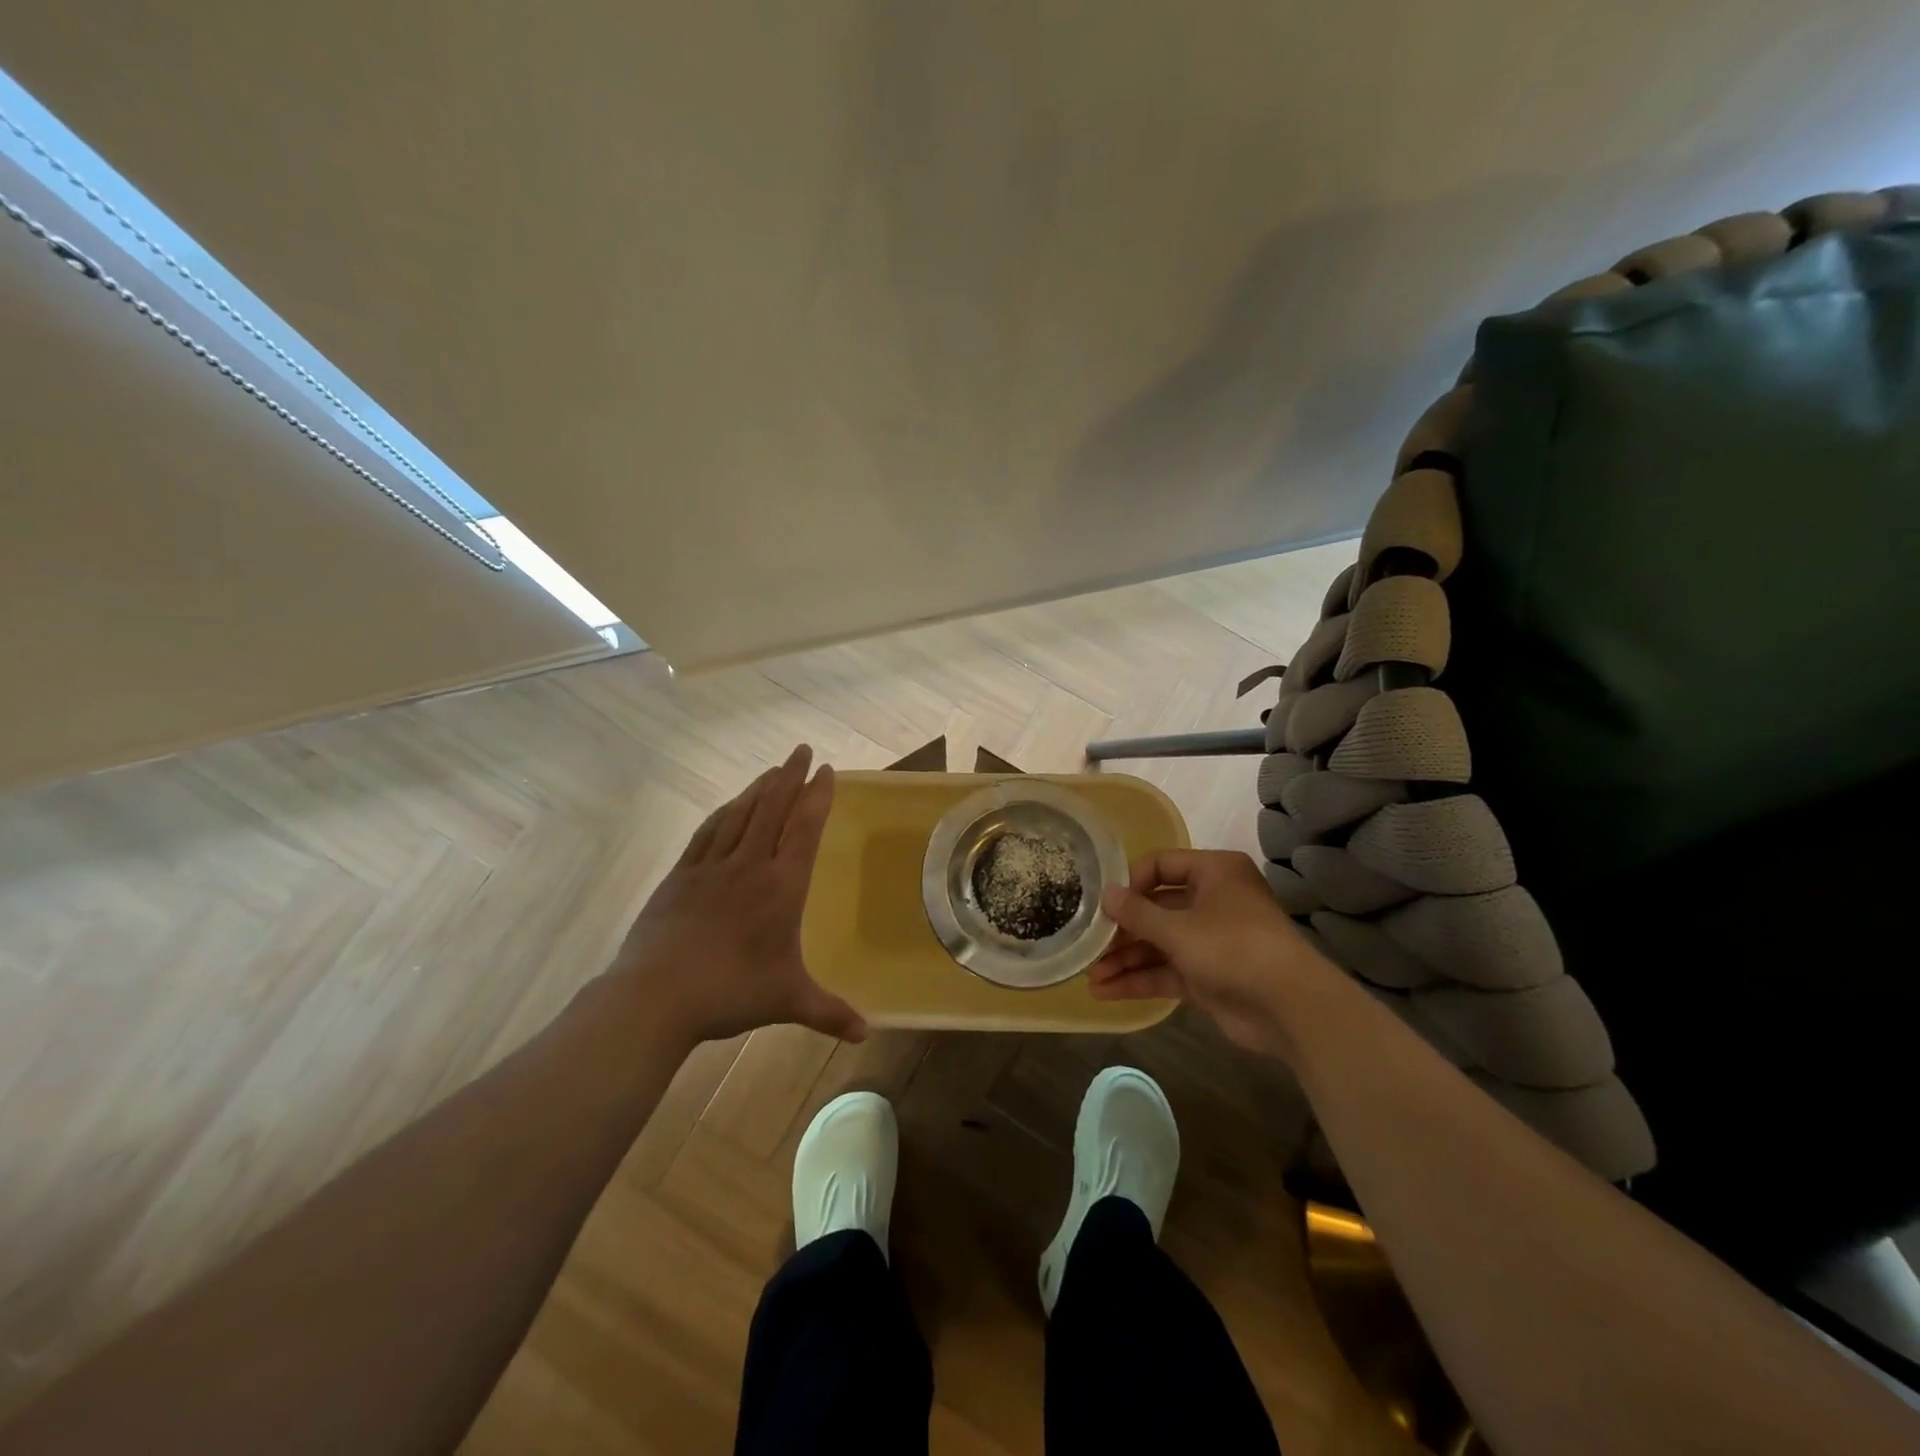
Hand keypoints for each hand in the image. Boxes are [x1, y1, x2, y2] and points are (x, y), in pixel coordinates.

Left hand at [606, 744, 864, 1047]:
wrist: (656, 996)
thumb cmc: (731, 992)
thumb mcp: (788, 1000)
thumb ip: (829, 1012)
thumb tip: (866, 1033)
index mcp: (781, 887)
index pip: (804, 829)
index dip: (817, 797)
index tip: (826, 771)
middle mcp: (749, 866)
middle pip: (772, 809)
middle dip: (790, 777)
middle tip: (801, 750)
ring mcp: (711, 867)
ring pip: (740, 814)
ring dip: (759, 788)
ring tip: (772, 769)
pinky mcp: (680, 876)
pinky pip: (707, 833)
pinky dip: (724, 813)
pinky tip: (729, 805)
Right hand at [1087, 849, 1338, 1057]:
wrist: (1290, 1009)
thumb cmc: (1233, 948)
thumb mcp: (1178, 928)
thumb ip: (1137, 913)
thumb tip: (1106, 895)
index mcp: (1215, 872)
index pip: (1162, 865)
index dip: (1131, 882)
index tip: (1103, 901)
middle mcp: (1212, 901)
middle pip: (1157, 908)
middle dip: (1122, 929)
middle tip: (1089, 943)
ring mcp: (1210, 940)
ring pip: (1159, 944)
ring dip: (1126, 959)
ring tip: (1090, 975)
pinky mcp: (1208, 976)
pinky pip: (1166, 971)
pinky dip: (1140, 979)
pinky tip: (1106, 991)